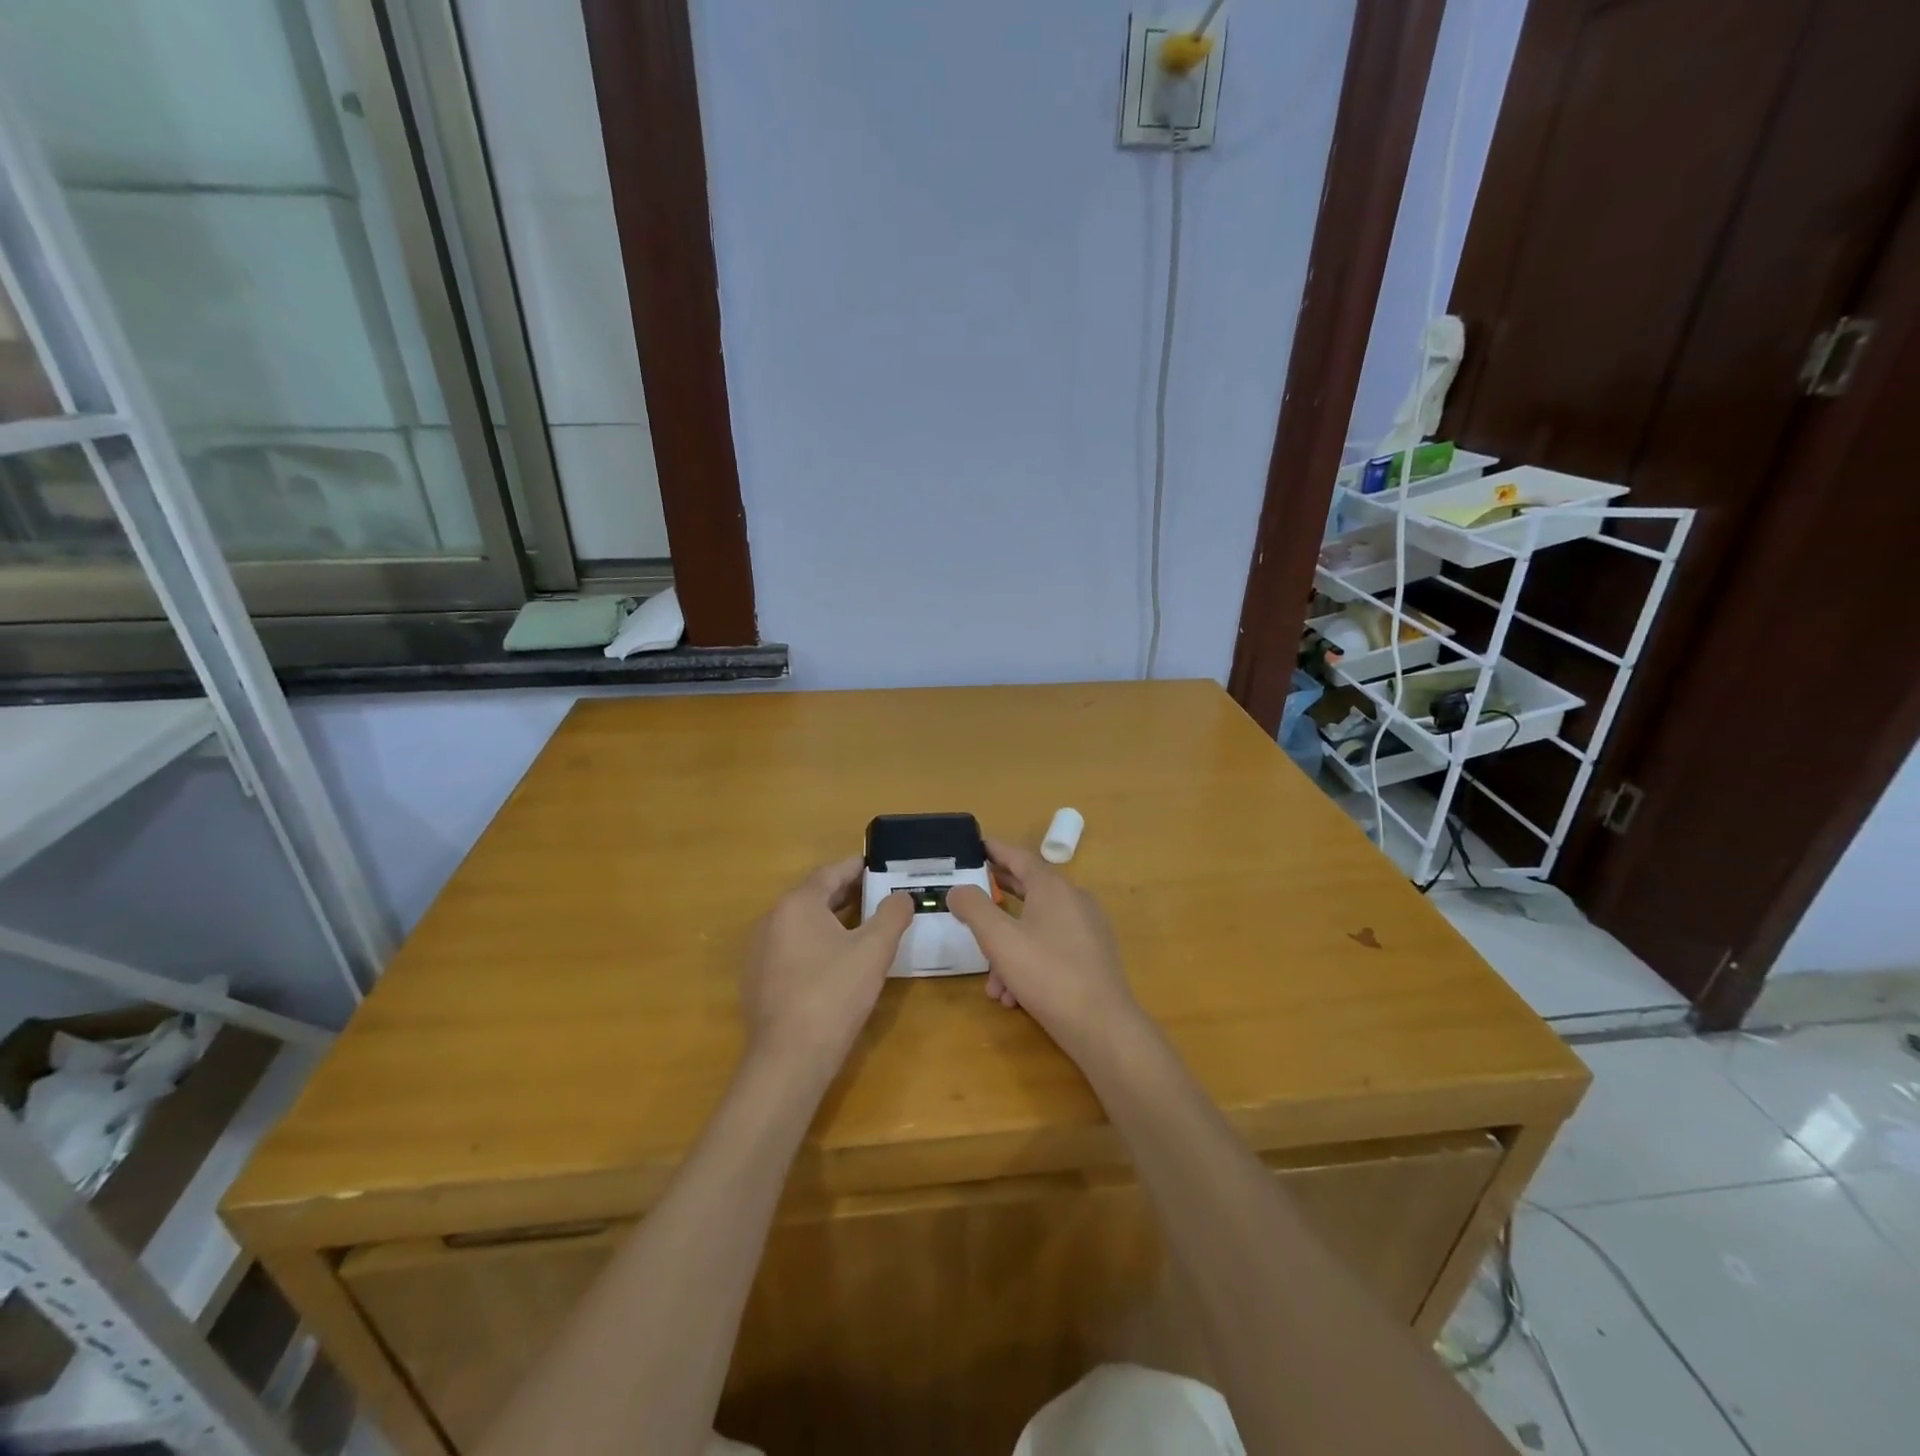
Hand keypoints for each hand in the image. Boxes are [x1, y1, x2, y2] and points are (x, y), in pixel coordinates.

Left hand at [741, 858, 912, 1077]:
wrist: (789, 1058)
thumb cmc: (834, 994)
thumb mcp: (874, 950)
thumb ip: (892, 915)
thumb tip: (902, 896)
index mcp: (797, 904)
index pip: (830, 873)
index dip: (855, 867)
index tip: (877, 865)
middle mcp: (771, 920)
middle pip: (813, 897)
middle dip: (845, 894)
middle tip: (876, 895)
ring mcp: (759, 952)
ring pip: (800, 925)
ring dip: (829, 920)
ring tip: (861, 927)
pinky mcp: (756, 981)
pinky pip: (790, 950)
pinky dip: (813, 945)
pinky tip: (834, 963)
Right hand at [946, 839, 1141, 1057]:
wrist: (1102, 1027)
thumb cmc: (1047, 974)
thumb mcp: (1000, 940)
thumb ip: (974, 908)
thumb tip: (958, 889)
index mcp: (1053, 887)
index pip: (1019, 855)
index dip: (994, 850)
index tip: (974, 846)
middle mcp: (1074, 900)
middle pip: (1029, 888)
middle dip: (996, 898)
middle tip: (970, 898)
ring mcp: (1087, 928)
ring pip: (1036, 926)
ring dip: (1008, 949)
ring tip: (992, 984)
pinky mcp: (1092, 956)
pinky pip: (1051, 947)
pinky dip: (1028, 963)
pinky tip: (1013, 996)